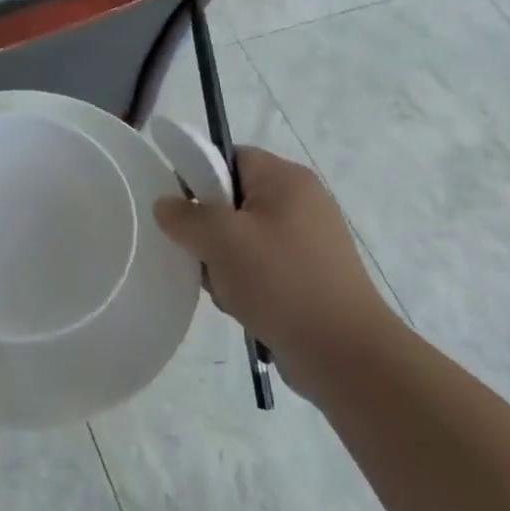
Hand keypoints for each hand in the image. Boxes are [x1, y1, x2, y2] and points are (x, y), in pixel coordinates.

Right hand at [153, 147, 395, 396]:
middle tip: (200, 253)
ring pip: (242, 237)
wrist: (343, 353)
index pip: (229, 157)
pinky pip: (260, 266)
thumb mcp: (221, 239)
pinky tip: (241, 304)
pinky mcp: (308, 276)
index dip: (198, 176)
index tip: (179, 209)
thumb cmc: (280, 281)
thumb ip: (185, 215)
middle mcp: (301, 202)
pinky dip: (243, 282)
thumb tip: (165, 205)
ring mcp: (308, 242)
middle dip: (208, 228)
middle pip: (232, 199)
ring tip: (223, 286)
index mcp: (286, 179)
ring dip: (222, 260)